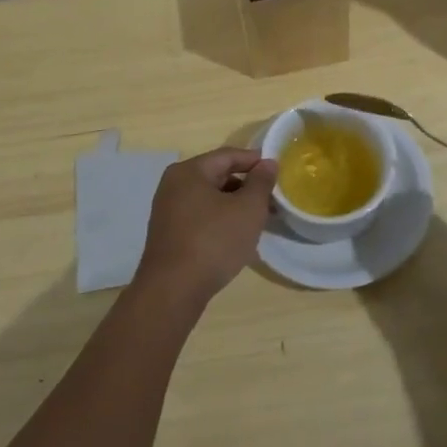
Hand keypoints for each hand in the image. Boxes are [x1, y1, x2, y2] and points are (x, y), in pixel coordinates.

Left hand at [134, 147, 277, 308]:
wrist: (173, 291)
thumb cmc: (213, 241)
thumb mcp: (248, 209)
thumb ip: (261, 182)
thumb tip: (268, 163)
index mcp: (189, 171)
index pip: (228, 155)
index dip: (255, 160)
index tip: (278, 171)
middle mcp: (173, 185)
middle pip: (217, 175)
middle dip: (246, 185)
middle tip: (272, 199)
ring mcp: (168, 211)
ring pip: (210, 199)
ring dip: (235, 205)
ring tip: (259, 220)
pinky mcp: (169, 234)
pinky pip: (200, 217)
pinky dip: (221, 220)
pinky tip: (237, 236)